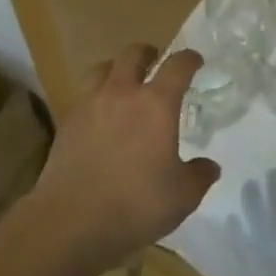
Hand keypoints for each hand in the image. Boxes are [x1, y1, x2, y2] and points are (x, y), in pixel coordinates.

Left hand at [28, 45, 220, 273]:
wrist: (71, 221)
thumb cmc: (135, 205)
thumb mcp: (182, 197)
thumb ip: (199, 176)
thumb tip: (209, 166)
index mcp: (156, 104)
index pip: (177, 66)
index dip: (189, 59)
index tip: (195, 61)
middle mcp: (122, 93)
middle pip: (133, 54)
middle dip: (148, 53)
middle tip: (155, 62)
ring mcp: (89, 105)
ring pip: (102, 68)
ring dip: (116, 69)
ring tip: (123, 84)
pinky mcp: (67, 122)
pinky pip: (84, 96)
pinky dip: (95, 98)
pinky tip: (100, 118)